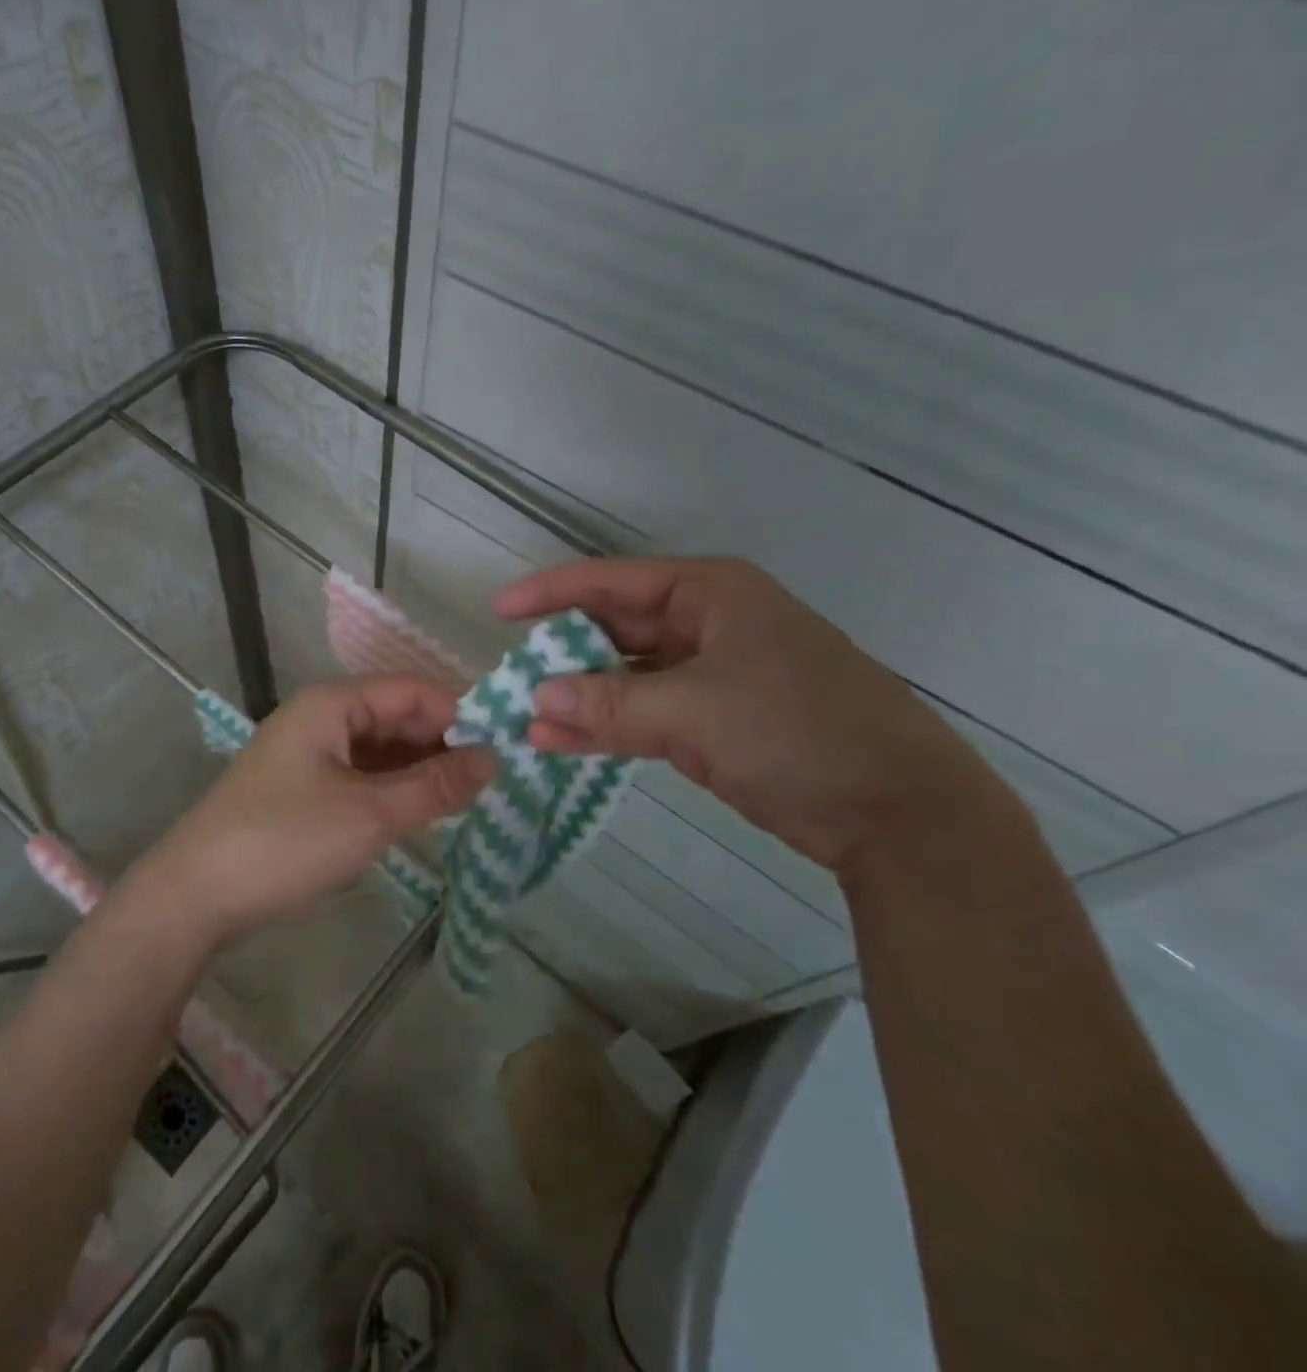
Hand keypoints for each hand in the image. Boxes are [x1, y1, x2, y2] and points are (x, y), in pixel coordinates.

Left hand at [132, 677, 493, 943]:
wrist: (194, 895)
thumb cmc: (284, 842)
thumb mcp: (370, 815)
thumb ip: (435, 786)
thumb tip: (493, 759)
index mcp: (333, 704)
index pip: (412, 691)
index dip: (460, 714)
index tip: (505, 750)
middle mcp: (321, 718)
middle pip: (397, 717)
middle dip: (443, 745)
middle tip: (494, 784)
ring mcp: (310, 754)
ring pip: (381, 750)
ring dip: (421, 771)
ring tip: (467, 802)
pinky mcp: (303, 789)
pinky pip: (361, 776)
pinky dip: (393, 791)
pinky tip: (422, 815)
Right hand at [495, 557, 1013, 872]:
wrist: (896, 810)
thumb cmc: (798, 730)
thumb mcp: (695, 711)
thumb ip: (610, 702)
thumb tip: (535, 698)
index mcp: (710, 594)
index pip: (613, 583)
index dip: (552, 593)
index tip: (499, 610)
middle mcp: (705, 626)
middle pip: (614, 630)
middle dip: (562, 654)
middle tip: (508, 675)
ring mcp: (708, 677)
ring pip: (624, 679)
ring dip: (578, 699)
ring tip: (522, 718)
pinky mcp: (710, 724)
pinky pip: (641, 716)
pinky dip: (603, 729)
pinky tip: (557, 742)